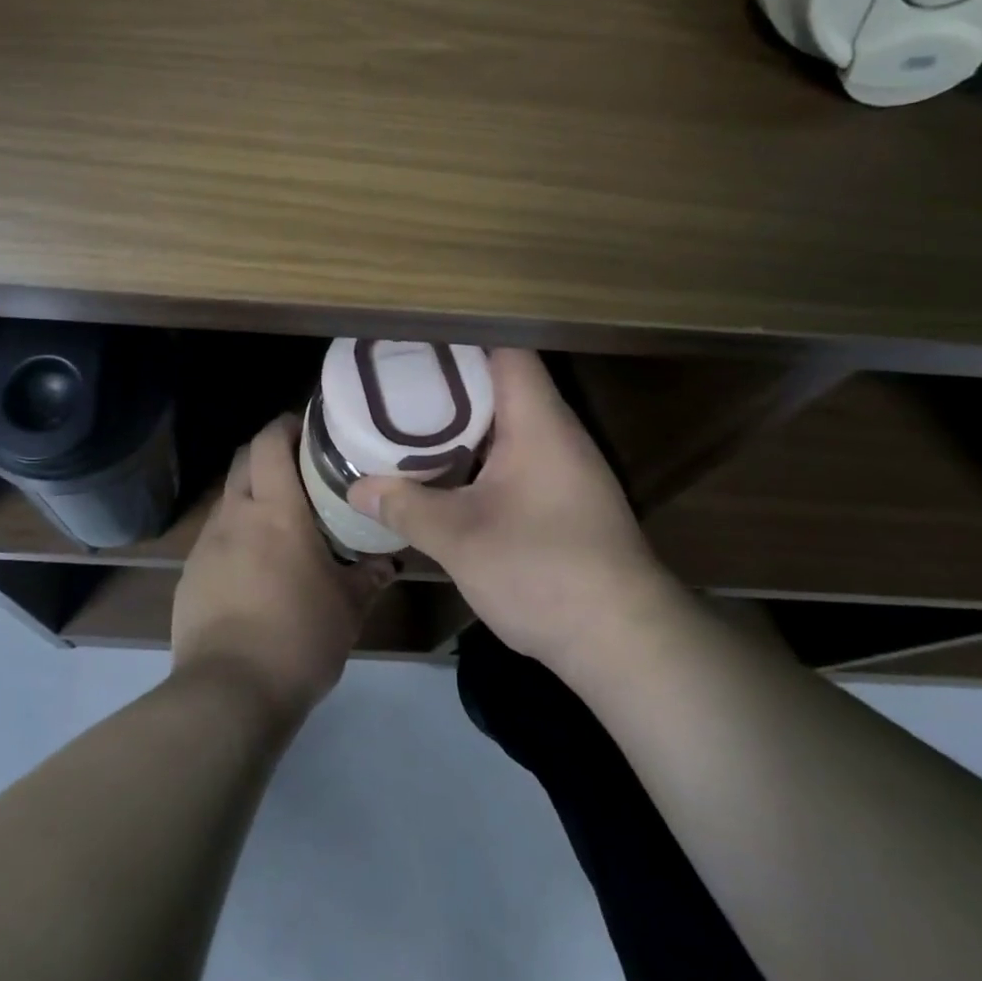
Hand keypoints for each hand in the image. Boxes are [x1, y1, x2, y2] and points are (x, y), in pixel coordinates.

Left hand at [172, 415, 396, 725]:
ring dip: (251, 495)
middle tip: (300, 469)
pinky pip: (215, 536)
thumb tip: (389, 561)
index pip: (270, 442)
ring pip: (228, 498)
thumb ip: (369, 576)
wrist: (229, 693)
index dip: (286, 426)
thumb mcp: (347, 609)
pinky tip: (254, 566)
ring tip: (280, 520)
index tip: (309, 429)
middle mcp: (236, 515)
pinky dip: (235, 534)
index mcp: (275, 510)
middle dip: (268, 453)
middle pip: (243, 459)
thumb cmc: (298, 639)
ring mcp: (207, 544)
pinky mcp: (190, 574)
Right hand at [348, 349, 664, 670]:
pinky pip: (519, 453)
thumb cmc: (541, 570)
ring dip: (467, 419)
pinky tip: (450, 470)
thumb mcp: (459, 539)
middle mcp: (557, 432)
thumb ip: (405, 507)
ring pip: (511, 421)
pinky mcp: (567, 497)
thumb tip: (356, 488)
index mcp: (537, 421)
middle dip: (452, 379)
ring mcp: (567, 466)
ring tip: (413, 417)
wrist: (625, 641)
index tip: (414, 342)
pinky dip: (483, 451)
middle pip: (504, 382)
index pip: (505, 350)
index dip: (460, 339)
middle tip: (398, 380)